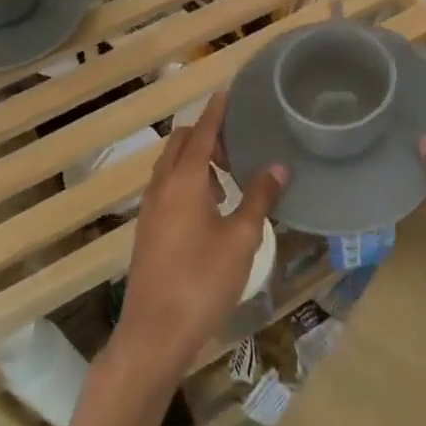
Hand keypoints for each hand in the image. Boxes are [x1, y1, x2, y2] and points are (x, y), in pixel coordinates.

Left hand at [113, 93, 286, 379]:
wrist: (154, 333)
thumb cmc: (202, 280)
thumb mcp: (241, 238)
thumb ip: (259, 197)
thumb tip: (279, 166)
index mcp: (184, 180)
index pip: (202, 132)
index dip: (216, 112)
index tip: (227, 93)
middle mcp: (161, 186)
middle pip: (181, 143)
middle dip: (206, 135)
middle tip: (236, 149)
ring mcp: (150, 209)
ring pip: (170, 166)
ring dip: (195, 160)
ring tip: (227, 180)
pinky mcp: (147, 229)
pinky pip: (165, 187)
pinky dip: (186, 181)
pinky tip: (209, 208)